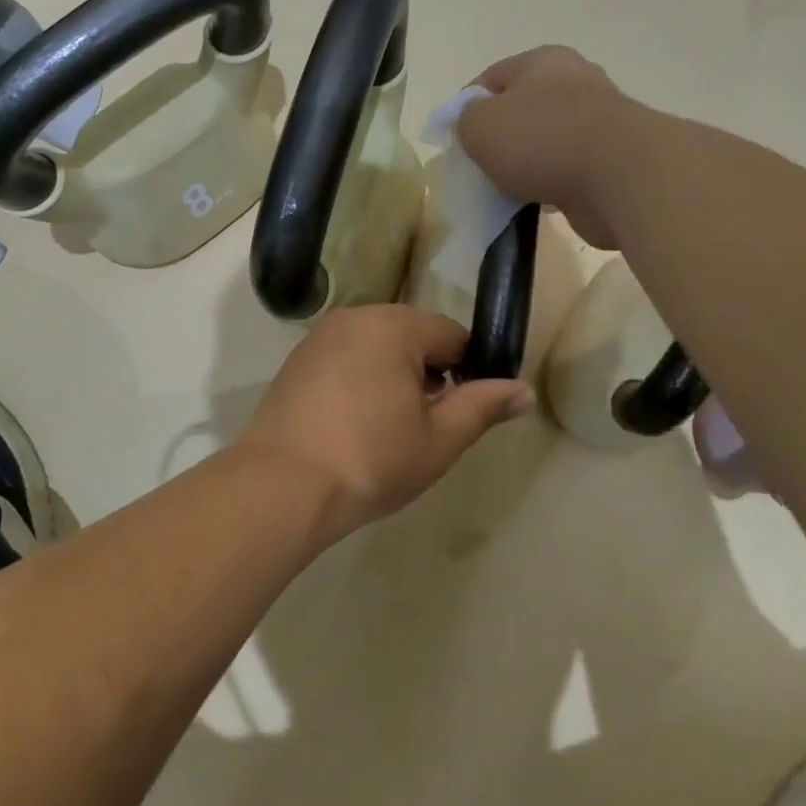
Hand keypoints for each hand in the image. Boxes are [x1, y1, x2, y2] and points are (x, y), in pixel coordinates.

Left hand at [239, 305, 534, 538]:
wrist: (280, 487)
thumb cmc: (370, 460)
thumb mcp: (439, 439)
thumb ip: (483, 407)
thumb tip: (524, 390)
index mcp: (394, 325)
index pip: (452, 335)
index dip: (470, 372)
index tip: (466, 413)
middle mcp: (354, 319)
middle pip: (413, 337)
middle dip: (429, 375)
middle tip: (427, 427)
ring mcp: (318, 340)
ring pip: (377, 349)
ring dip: (394, 379)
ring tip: (391, 431)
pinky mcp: (295, 364)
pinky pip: (345, 362)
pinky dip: (360, 384)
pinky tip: (355, 427)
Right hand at [456, 46, 638, 249]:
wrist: (620, 177)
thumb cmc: (542, 139)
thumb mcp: (480, 125)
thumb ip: (465, 120)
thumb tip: (472, 123)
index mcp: (543, 61)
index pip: (491, 77)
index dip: (466, 107)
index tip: (454, 140)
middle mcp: (575, 82)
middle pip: (522, 109)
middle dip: (499, 137)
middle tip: (479, 166)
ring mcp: (599, 121)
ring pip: (546, 142)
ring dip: (526, 164)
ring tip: (506, 190)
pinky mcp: (612, 159)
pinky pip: (567, 170)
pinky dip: (550, 185)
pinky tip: (537, 203)